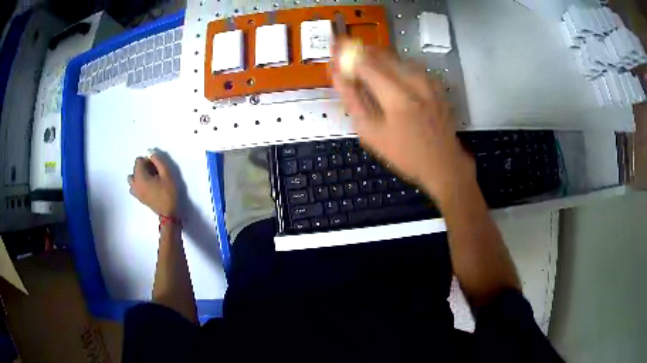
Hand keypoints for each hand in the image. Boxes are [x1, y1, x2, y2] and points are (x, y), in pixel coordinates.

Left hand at [128, 154, 178, 216]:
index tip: (156, 166)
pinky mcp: (138, 197)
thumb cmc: (168, 192)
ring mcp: (135, 191)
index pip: (139, 161)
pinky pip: (133, 186)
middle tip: (155, 173)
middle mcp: (135, 183)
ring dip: (139, 175)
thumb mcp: (167, 173)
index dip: (148, 161)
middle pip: (135, 168)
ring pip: (132, 178)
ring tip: (149, 179)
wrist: (168, 213)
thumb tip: (150, 152)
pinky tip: (146, 186)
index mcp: (140, 176)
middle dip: (144, 167)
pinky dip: (137, 183)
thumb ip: (158, 160)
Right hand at [332, 41, 475, 202]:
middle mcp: (415, 80)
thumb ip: (353, 99)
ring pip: (395, 56)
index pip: (364, 61)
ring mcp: (428, 79)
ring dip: (376, 59)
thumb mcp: (371, 133)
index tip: (333, 50)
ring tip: (366, 72)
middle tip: (346, 59)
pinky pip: (408, 64)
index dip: (346, 53)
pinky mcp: (434, 81)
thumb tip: (337, 75)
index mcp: (397, 96)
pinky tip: (389, 80)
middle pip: (380, 53)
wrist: (443, 162)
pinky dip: (393, 66)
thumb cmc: (405, 153)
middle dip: (359, 52)